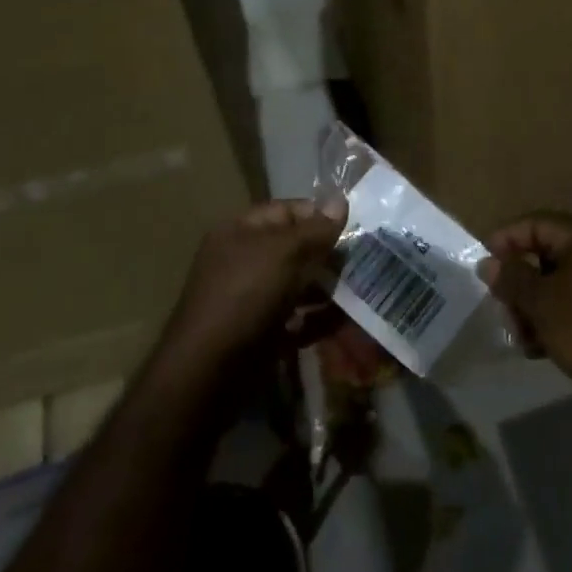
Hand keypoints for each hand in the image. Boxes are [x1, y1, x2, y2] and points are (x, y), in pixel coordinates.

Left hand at [160, 199, 346, 366]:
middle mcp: (245, 261)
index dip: (319, 215)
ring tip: (362, 290)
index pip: (286, 211)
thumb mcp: (283, 252)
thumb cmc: (245, 295)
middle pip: (295, 249)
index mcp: (241, 232)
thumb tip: (341, 199)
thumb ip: (315, 228)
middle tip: (363, 261)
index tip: (354, 227)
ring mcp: (253, 300)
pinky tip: (346, 319)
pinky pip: (297, 319)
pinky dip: (320, 319)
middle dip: (328, 254)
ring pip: (298, 285)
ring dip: (329, 287)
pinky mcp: (262, 334)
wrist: (208, 371)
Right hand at [481, 213, 571, 411]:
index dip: (505, 241)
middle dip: (519, 284)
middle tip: (505, 313)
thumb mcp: (542, 304)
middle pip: (543, 254)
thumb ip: (512, 279)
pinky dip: (553, 320)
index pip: (535, 223)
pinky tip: (541, 349)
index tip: (483, 270)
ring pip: (555, 283)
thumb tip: (488, 262)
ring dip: (532, 307)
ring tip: (523, 339)